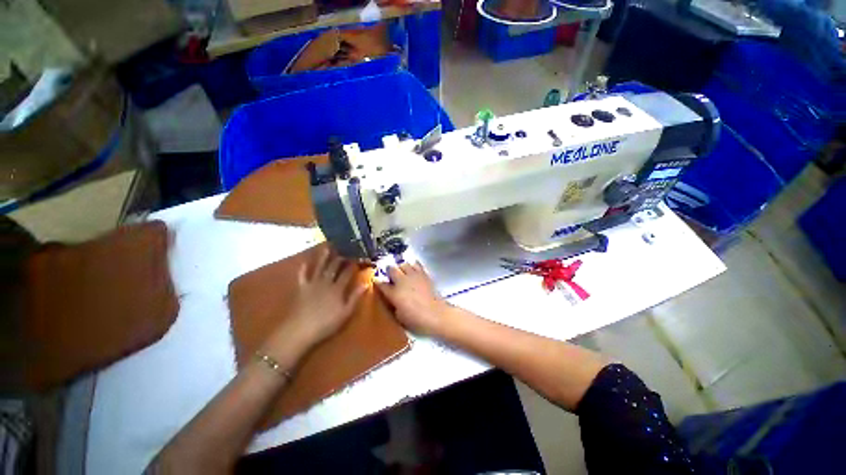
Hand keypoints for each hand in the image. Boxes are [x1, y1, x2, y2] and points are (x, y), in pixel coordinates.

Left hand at [260, 249, 365, 365]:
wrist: (299, 331)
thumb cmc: (326, 324)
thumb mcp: (345, 313)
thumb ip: (355, 297)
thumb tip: (366, 284)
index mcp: (337, 289)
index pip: (347, 273)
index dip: (353, 265)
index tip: (358, 257)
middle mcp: (326, 282)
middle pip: (334, 267)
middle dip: (340, 258)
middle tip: (344, 249)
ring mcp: (312, 284)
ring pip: (319, 267)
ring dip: (323, 257)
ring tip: (327, 247)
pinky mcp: (301, 288)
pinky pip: (302, 276)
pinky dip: (303, 268)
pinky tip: (304, 262)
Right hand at [377, 262, 450, 335]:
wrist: (436, 314)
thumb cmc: (416, 319)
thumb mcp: (399, 316)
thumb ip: (393, 304)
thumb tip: (391, 298)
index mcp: (394, 293)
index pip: (381, 284)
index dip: (377, 282)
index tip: (376, 281)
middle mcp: (402, 281)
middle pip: (391, 269)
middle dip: (389, 271)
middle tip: (390, 275)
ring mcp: (413, 276)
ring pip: (404, 264)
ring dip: (401, 267)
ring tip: (402, 272)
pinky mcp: (424, 274)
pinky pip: (417, 264)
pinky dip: (414, 265)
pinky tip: (414, 269)